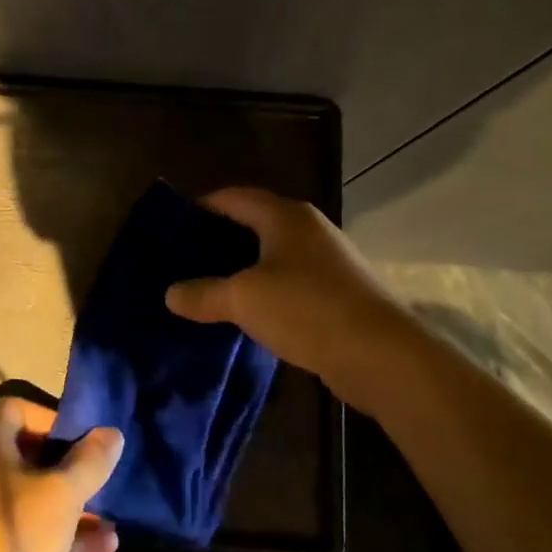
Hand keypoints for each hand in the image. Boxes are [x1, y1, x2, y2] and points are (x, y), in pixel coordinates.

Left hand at [0, 397, 123, 551]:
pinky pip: (18, 529)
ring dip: (67, 505)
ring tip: (110, 519)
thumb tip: (112, 433)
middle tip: (98, 479)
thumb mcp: (63, 495)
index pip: (16, 408)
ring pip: (25, 496)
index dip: (53, 418)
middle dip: (67, 467)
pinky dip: (53, 534)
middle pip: (24, 453)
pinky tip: (101, 549)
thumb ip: (91, 461)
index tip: (84, 440)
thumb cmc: (13, 535)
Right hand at [164, 187, 409, 389]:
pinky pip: (288, 283)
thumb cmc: (306, 309)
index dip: (202, 206)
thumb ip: (204, 293)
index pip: (234, 197)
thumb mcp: (243, 298)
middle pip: (254, 224)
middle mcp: (308, 230)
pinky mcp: (336, 294)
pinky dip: (263, 291)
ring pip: (272, 256)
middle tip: (182, 259)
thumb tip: (171, 293)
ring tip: (206, 286)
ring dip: (241, 269)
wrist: (380, 354)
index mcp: (285, 216)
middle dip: (218, 239)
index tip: (172, 226)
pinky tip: (244, 313)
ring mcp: (326, 262)